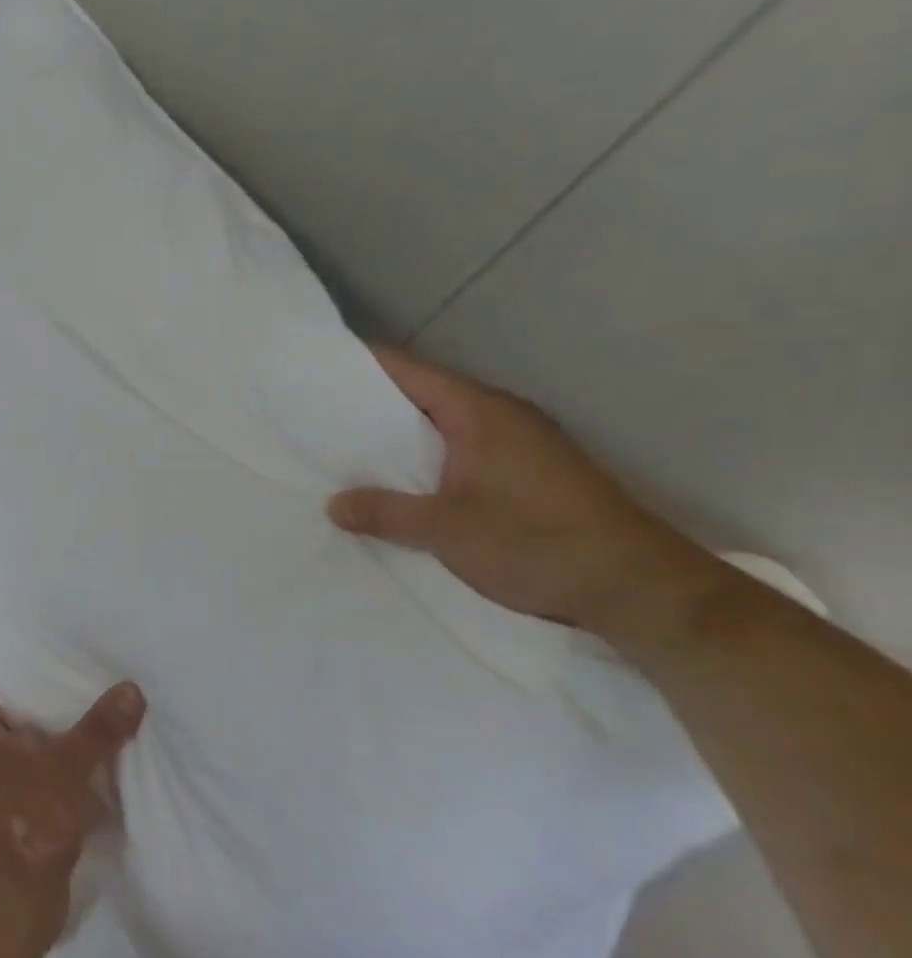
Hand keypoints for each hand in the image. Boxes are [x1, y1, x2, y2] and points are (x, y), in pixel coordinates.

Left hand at [0, 668, 145, 950]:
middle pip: (1, 712)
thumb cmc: (26, 819)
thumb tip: (130, 688)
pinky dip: (66, 769)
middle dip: (25, 689)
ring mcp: (4, 791)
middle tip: (56, 657)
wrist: (14, 904)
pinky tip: (96, 759)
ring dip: (50, 731)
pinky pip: (47, 780)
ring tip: (81, 699)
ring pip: (27, 748)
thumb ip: (99, 730)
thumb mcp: (67, 767)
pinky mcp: (26, 819)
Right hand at [327, 346, 731, 646]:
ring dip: (402, 436)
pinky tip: (404, 483)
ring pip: (444, 425)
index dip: (360, 365)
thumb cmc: (538, 544)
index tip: (315, 369)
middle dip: (372, 404)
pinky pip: (464, 449)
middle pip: (423, 394)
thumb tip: (333, 504)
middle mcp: (502, 415)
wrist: (643, 591)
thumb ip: (385, 512)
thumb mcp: (447, 530)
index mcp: (479, 411)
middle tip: (319, 416)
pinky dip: (429, 458)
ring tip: (350, 451)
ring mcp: (523, 443)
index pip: (407, 370)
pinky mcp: (533, 472)